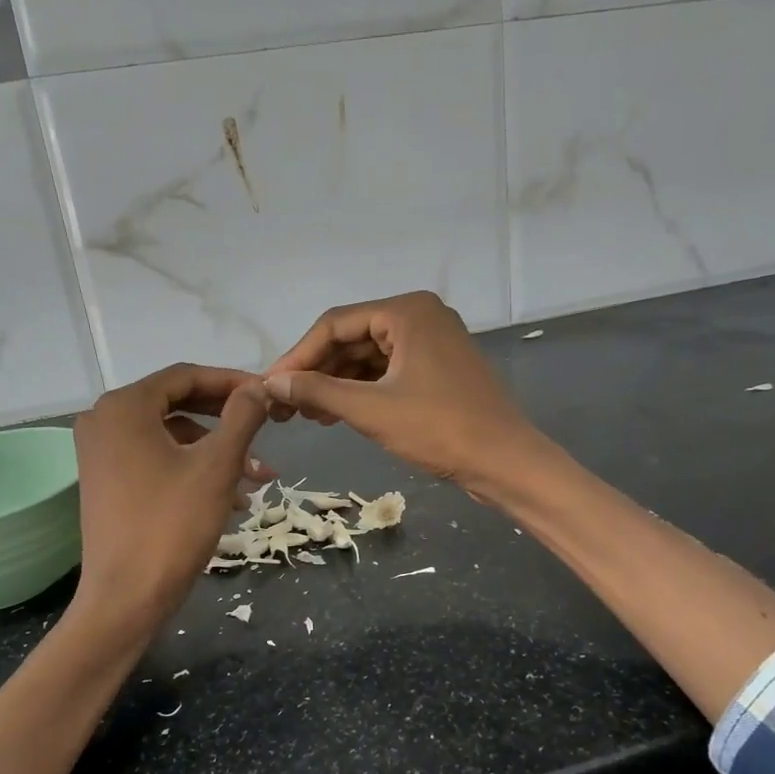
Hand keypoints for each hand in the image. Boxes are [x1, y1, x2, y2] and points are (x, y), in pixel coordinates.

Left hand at [72, 364, 272, 628]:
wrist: (126, 598)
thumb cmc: (172, 525)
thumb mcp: (217, 466)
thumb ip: (241, 417)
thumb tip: (258, 387)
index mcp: (124, 407)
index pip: (185, 376)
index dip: (231, 381)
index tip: (267, 393)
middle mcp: (104, 421)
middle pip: (177, 404)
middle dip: (226, 420)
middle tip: (266, 428)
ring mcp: (101, 453)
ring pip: (171, 437)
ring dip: (216, 451)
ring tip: (258, 477)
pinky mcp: (106, 482)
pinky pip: (157, 460)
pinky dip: (192, 470)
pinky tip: (231, 497)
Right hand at [261, 291, 543, 500]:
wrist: (505, 462)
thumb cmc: (439, 429)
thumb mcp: (371, 411)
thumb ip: (319, 392)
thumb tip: (271, 384)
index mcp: (407, 311)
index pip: (335, 324)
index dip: (298, 356)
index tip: (270, 386)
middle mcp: (420, 316)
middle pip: (351, 338)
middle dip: (317, 371)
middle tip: (285, 405)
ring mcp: (432, 342)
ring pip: (368, 357)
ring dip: (336, 384)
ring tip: (306, 415)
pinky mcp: (437, 368)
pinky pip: (387, 371)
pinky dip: (361, 391)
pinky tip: (336, 414)